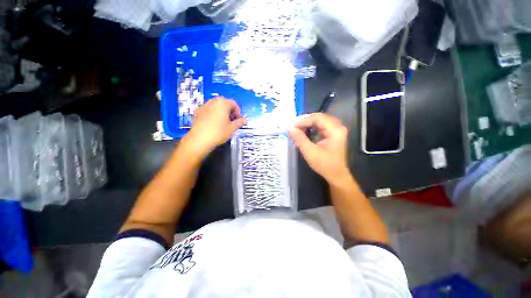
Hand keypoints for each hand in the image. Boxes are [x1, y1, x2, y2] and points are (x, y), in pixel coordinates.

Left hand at [183, 97, 245, 155]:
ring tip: (223, 122)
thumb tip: (245, 120)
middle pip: (225, 103)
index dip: (238, 112)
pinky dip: (213, 114)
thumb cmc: (219, 132)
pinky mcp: (197, 111)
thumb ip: (240, 122)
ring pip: (216, 106)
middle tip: (232, 121)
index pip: (234, 104)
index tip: (239, 120)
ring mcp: (204, 105)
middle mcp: (213, 101)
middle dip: (230, 111)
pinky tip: (213, 123)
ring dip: (222, 112)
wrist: (199, 139)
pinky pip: (209, 110)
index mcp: (223, 103)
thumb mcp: (232, 128)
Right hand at [289, 113, 350, 183]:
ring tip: (298, 129)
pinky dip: (312, 127)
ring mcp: (337, 130)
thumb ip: (299, 139)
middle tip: (294, 127)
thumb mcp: (310, 152)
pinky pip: (321, 126)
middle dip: (305, 121)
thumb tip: (290, 128)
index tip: (292, 126)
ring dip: (308, 124)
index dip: (303, 120)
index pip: (317, 118)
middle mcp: (338, 127)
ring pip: (320, 121)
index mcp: (335, 130)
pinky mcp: (334, 134)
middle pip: (319, 117)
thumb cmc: (324, 165)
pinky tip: (305, 131)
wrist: (336, 175)